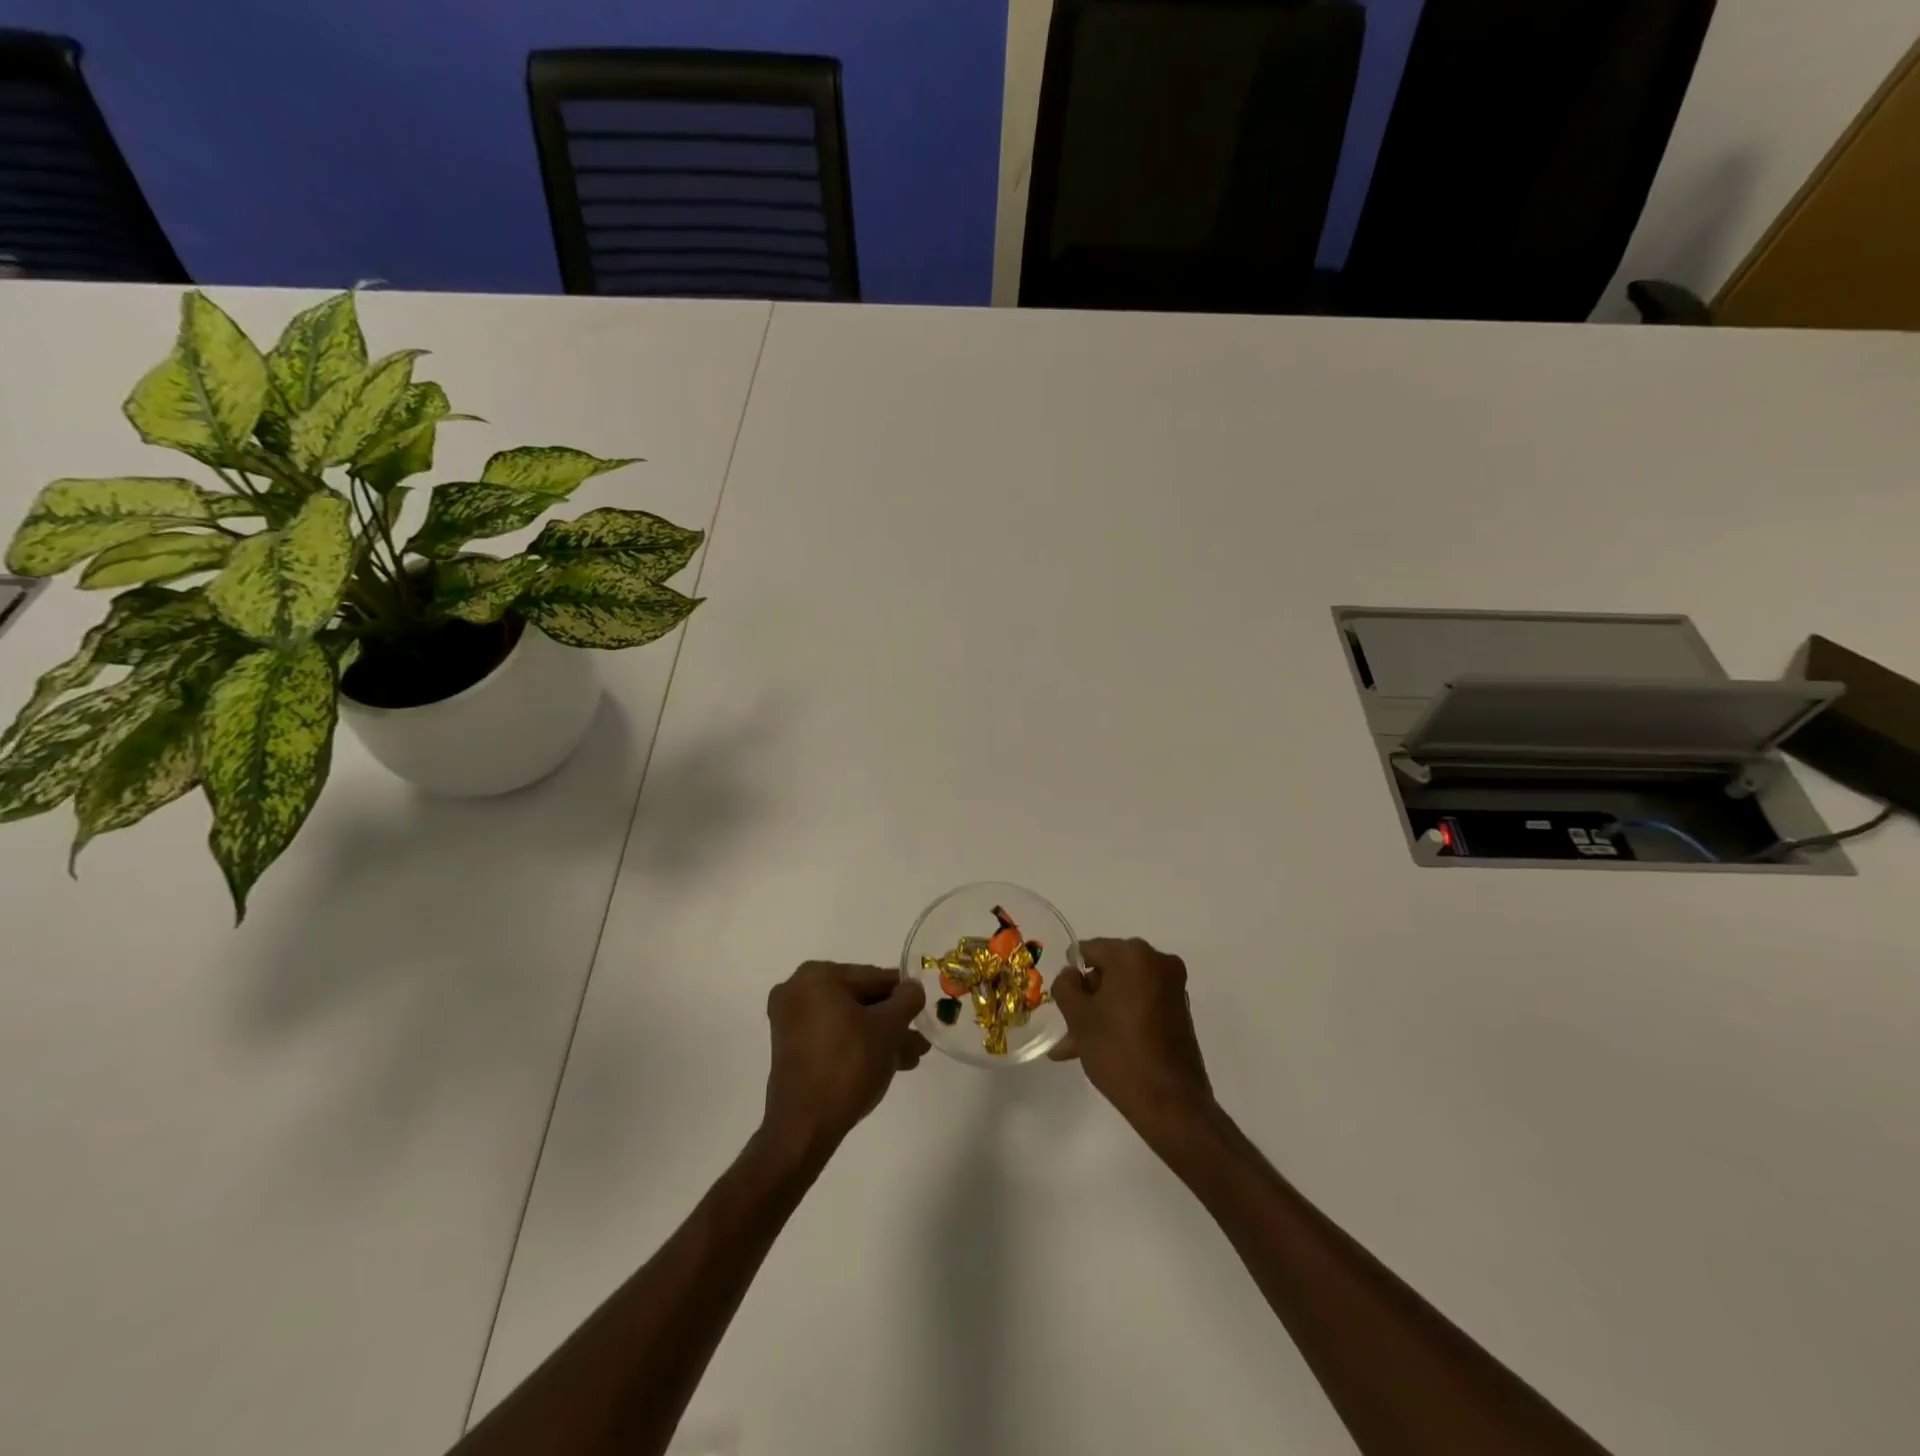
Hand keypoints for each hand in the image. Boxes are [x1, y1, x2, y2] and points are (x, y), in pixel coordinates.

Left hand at [760, 962, 928, 1167]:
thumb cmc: (848, 1065)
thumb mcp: (889, 1028)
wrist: (805, 1126)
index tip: (925, 1011)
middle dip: (892, 1022)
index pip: (874, 977)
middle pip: (861, 1000)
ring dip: (879, 1037)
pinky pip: (833, 1036)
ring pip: (849, 1021)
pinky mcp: (790, 1048)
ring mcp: (790, 1020)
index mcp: (818, 976)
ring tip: (909, 1058)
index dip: (904, 995)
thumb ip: (907, 1000)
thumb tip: (912, 988)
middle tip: (919, 1041)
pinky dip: (857, 1045)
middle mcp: (798, 990)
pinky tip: (886, 1064)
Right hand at [1050, 937, 1213, 1138]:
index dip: (1071, 973)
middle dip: (1087, 997)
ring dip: (1101, 1012)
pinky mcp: (1180, 1011)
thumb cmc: (1118, 1052)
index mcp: (1133, 954)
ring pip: (1123, 992)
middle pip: (1108, 970)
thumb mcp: (1078, 1017)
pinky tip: (1102, 1048)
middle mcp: (1157, 962)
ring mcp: (1173, 987)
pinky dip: (1122, 1019)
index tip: (1062, 1001)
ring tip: (1076, 1047)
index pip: (1088, 950)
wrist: (1171, 1103)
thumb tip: (1071, 975)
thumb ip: (1065, 986)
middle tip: (1068, 1027)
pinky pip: (1141, 1005)